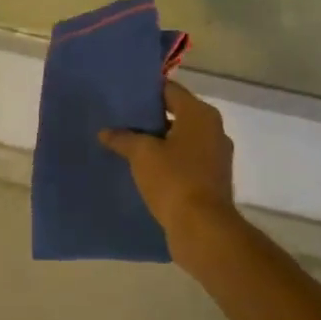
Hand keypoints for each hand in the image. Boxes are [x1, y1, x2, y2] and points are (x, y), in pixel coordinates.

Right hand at [98, 81, 238, 265]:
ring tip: (126, 143)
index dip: (145, 91)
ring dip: (156, 141)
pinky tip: (142, 168)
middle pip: (176, 113)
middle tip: (119, 119)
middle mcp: (213, 130)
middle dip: (148, 118)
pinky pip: (184, 160)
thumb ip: (123, 138)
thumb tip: (106, 132)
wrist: (203, 229)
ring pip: (180, 139)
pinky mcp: (211, 179)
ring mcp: (215, 156)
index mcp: (200, 115)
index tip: (122, 95)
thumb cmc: (174, 180)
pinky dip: (166, 160)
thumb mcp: (142, 154)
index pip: (169, 90)